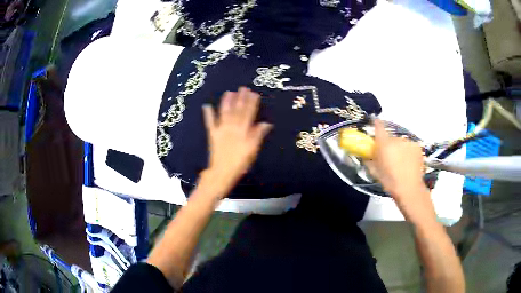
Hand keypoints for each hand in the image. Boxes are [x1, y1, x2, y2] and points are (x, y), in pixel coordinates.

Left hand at [201, 87, 271, 196]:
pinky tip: (206, 105)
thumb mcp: (252, 150)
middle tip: (243, 88)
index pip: (249, 114)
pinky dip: (208, 114)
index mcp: (243, 131)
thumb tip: (266, 123)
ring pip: (224, 113)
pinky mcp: (213, 134)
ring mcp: (221, 129)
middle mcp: (232, 127)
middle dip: (241, 98)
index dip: (252, 103)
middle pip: (237, 110)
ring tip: (229, 92)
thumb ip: (258, 135)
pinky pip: (210, 122)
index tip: (254, 93)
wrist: (222, 171)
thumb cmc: (240, 162)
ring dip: (226, 102)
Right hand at [368, 119, 434, 221]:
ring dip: (400, 148)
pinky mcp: (417, 147)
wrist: (410, 189)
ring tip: (401, 161)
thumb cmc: (390, 182)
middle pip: (391, 137)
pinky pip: (410, 146)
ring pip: (401, 142)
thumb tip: (365, 156)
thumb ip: (369, 161)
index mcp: (384, 144)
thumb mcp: (375, 172)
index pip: (379, 126)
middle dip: (389, 144)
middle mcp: (397, 139)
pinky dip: (408, 151)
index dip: (376, 123)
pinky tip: (409, 162)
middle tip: (390, 156)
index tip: (375, 122)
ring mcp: (408, 142)